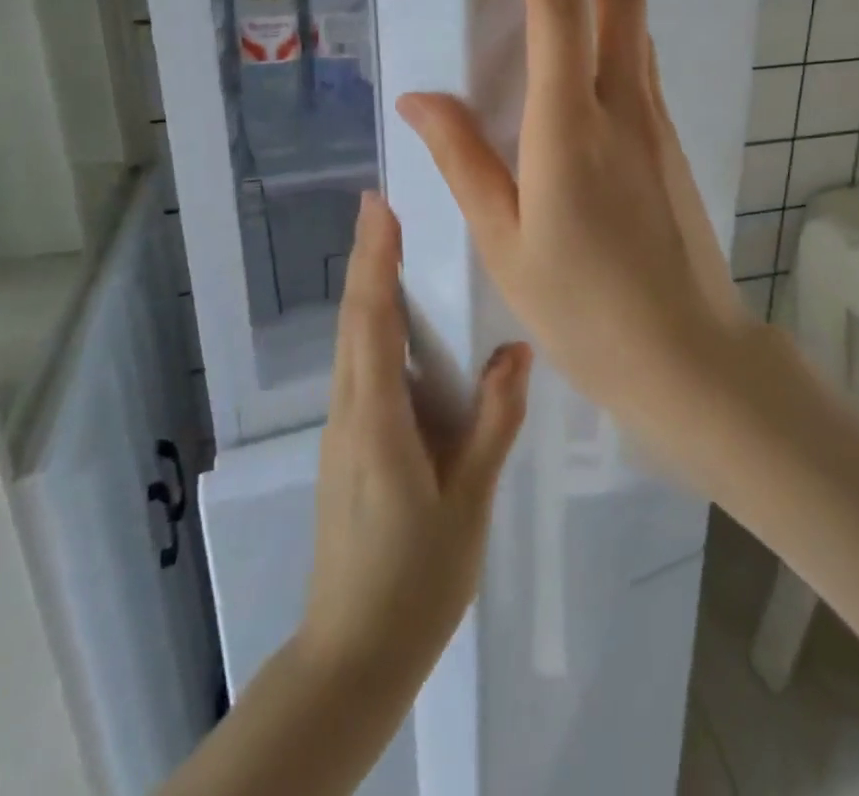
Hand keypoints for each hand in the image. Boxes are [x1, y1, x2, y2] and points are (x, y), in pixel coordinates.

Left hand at [299, 192, 531, 683]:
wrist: (354, 653)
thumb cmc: (416, 579)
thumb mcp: (468, 501)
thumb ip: (492, 422)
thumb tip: (517, 351)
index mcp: (376, 420)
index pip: (371, 322)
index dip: (373, 261)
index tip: (376, 208)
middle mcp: (349, 412)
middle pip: (353, 320)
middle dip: (366, 259)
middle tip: (381, 206)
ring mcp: (341, 429)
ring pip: (350, 342)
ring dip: (366, 288)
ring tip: (391, 245)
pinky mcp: (347, 444)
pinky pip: (358, 367)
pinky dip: (371, 325)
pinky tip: (397, 321)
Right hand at [397, 0, 745, 456]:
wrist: (688, 354)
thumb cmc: (584, 309)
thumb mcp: (504, 242)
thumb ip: (462, 160)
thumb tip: (418, 97)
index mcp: (570, 128)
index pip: (557, 10)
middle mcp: (623, 106)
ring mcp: (655, 120)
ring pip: (638, 21)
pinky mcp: (669, 140)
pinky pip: (642, 56)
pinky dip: (619, 16)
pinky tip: (596, 27)